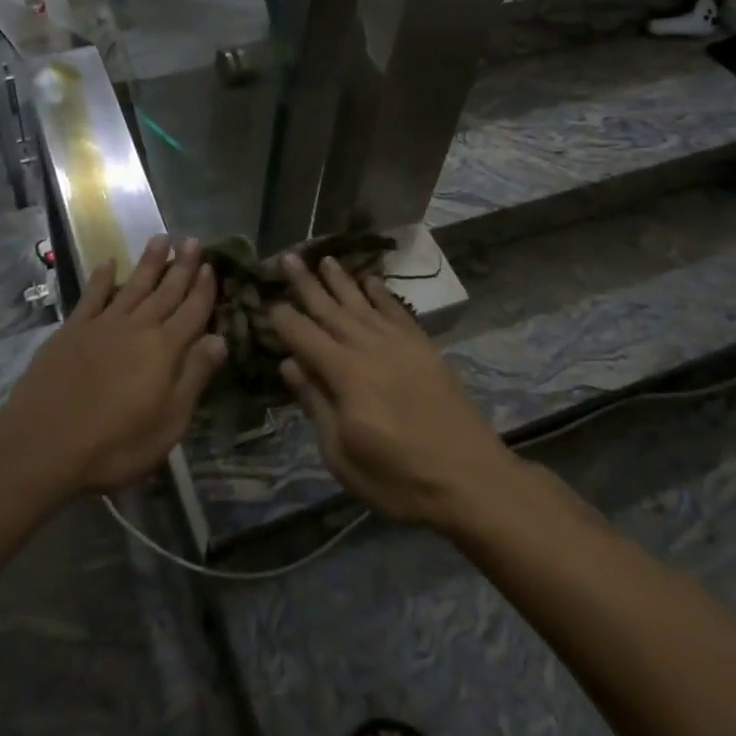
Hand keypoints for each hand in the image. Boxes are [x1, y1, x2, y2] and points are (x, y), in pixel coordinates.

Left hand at [0, 235, 224, 494]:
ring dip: (149, 262)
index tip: (211, 264)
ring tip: (161, 238)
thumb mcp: (169, 422)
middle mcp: (137, 327)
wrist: (44, 445)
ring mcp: (102, 325)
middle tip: (193, 240)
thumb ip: (194, 376)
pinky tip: (108, 263)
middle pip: (166, 291)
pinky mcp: (72, 330)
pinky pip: (92, 296)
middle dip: (182, 266)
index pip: (192, 311)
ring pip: (133, 285)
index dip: (204, 288)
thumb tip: (219, 338)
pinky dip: (102, 278)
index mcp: (165, 349)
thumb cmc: (115, 444)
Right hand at [270, 255, 518, 531]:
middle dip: (306, 283)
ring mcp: (399, 343)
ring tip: (324, 258)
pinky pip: (397, 310)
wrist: (470, 479)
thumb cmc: (397, 477)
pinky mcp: (424, 348)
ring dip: (341, 280)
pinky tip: (371, 281)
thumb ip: (315, 403)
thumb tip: (289, 363)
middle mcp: (368, 347)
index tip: (265, 299)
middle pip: (330, 309)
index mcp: (343, 373)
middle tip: (287, 257)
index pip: (303, 335)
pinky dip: (381, 293)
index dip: (282, 317)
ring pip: (362, 302)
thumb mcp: (341, 454)